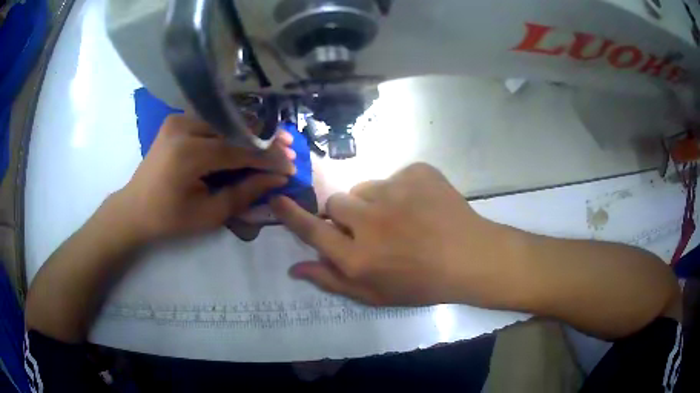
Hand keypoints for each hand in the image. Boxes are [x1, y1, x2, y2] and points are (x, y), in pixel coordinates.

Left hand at [113, 115, 294, 241]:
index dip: (268, 158)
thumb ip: (244, 193)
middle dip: (264, 140)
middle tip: (289, 148)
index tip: (291, 167)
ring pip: (226, 120)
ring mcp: (178, 119)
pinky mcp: (176, 120)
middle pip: (234, 128)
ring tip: (274, 142)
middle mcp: (183, 127)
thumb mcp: (209, 214)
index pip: (239, 150)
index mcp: (187, 154)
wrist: (134, 209)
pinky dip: (232, 129)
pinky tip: (247, 138)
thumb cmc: (169, 219)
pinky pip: (212, 120)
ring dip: (250, 132)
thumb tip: (277, 178)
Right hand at [271, 163, 513, 306]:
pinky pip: (396, 177)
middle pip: (336, 202)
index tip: (276, 198)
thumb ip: (332, 281)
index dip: (291, 215)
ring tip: (402, 218)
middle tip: (369, 226)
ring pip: (365, 188)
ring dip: (374, 202)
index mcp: (358, 257)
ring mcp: (396, 191)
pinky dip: (403, 190)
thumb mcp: (375, 295)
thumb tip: (295, 268)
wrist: (472, 258)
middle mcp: (370, 221)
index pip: (312, 230)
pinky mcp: (417, 172)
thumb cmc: (423, 284)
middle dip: (345, 213)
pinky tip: (422, 206)